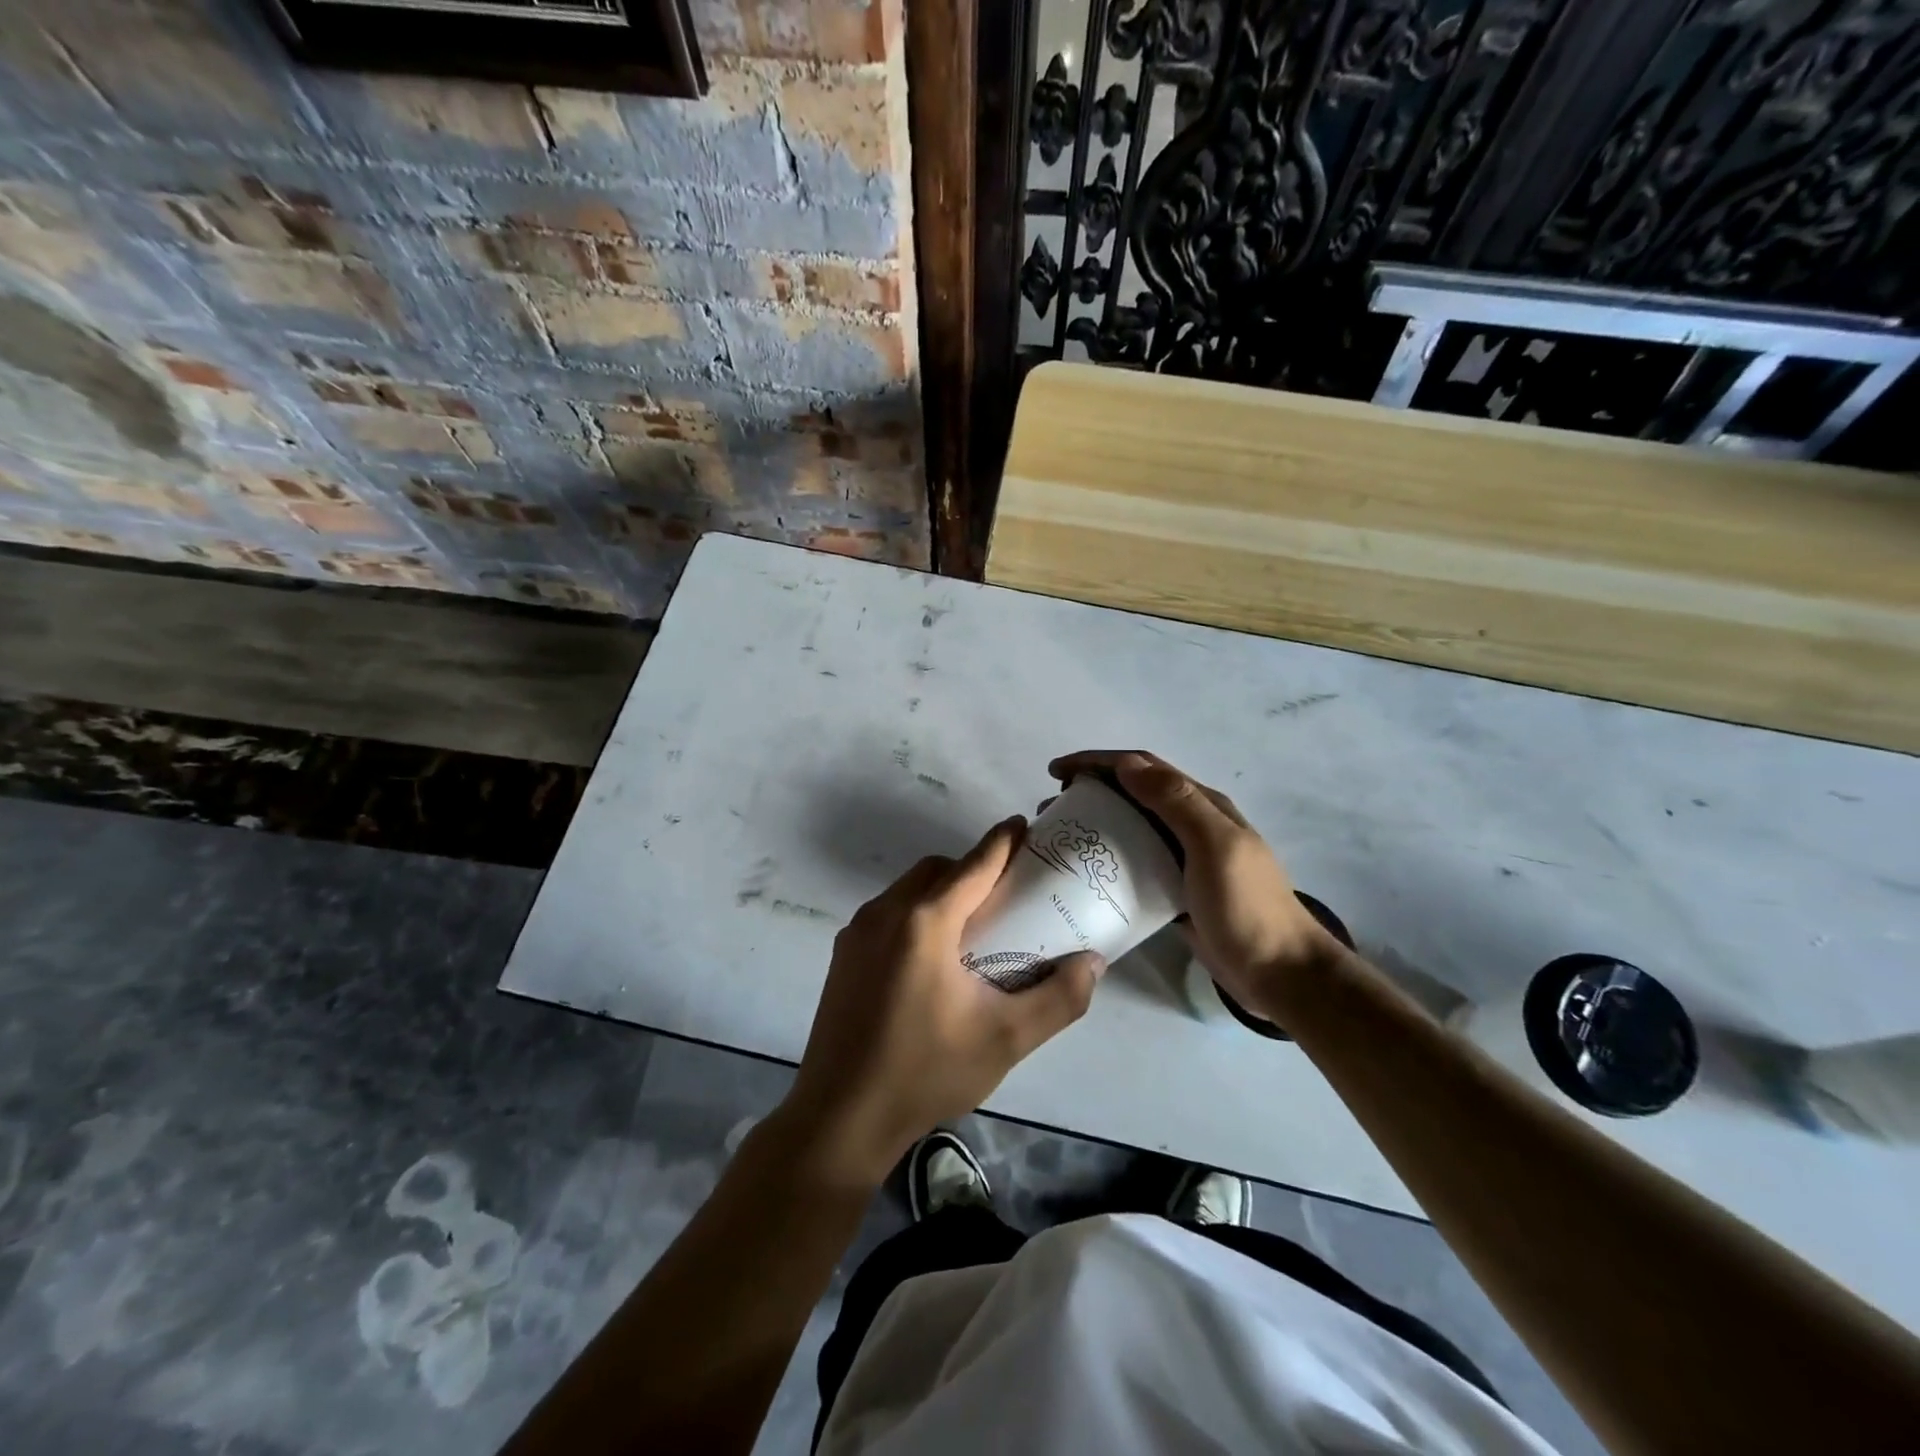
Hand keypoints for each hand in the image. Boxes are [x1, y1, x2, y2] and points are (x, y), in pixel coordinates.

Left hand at [784, 817, 1104, 1186]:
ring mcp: (857, 932)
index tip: (1025, 826)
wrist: (840, 1116)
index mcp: (925, 922)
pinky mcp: (843, 954)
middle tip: (1006, 894)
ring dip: (943, 891)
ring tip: (973, 927)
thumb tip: (1093, 962)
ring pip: (909, 889)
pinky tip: (933, 957)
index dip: (1002, 842)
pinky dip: (917, 914)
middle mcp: (886, 912)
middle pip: (937, 870)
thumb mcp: (1006, 1040)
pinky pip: (888, 913)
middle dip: (972, 869)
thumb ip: (1058, 998)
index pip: (973, 865)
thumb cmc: (926, 1072)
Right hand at [1048, 751, 1339, 1016]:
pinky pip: (1133, 863)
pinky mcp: (1174, 890)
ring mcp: (1183, 858)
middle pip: (1133, 793)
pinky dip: (1107, 858)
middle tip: (1052, 808)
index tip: (1056, 773)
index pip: (1142, 767)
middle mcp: (1191, 824)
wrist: (1279, 972)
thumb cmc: (1247, 906)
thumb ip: (1176, 801)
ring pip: (1130, 827)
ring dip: (1095, 822)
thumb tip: (1126, 765)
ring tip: (1061, 835)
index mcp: (1202, 805)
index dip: (1097, 762)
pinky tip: (1086, 872)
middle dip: (1090, 789)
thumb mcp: (1215, 846)